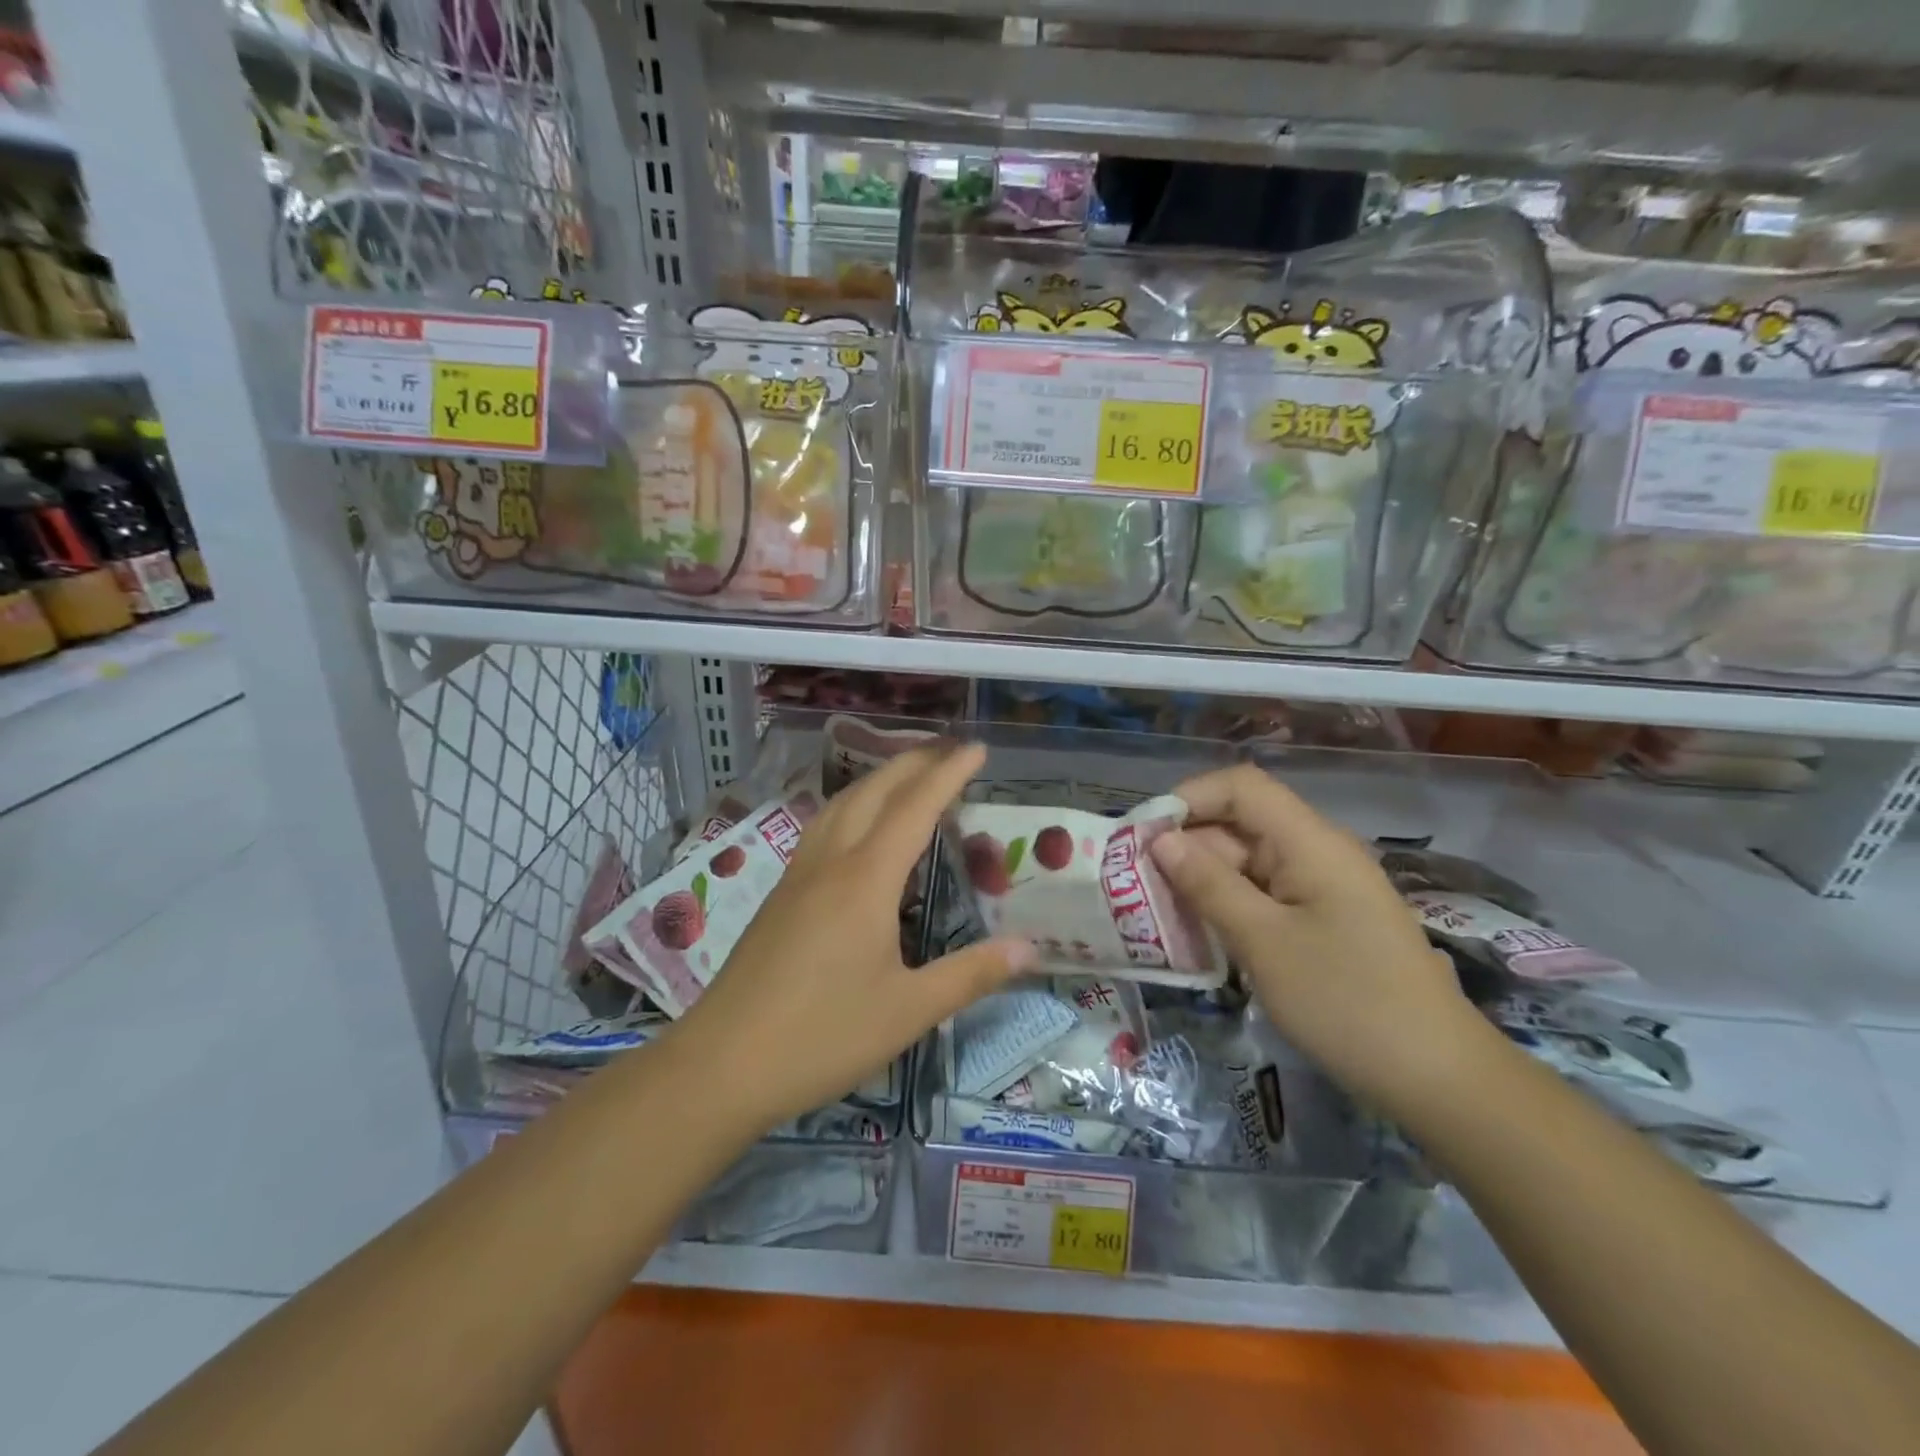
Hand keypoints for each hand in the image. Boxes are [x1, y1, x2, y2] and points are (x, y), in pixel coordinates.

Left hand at [674, 742, 1034, 1129]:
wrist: (721, 1064)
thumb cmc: (822, 1036)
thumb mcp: (908, 1011)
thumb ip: (971, 974)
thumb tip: (1029, 949)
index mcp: (866, 880)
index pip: (916, 807)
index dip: (949, 773)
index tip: (978, 748)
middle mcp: (831, 862)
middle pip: (873, 791)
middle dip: (913, 762)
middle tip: (949, 751)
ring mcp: (798, 875)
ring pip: (840, 804)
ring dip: (878, 779)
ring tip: (908, 776)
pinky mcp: (780, 895)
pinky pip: (822, 828)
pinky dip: (852, 806)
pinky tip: (857, 828)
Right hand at [1150, 763, 1490, 1114]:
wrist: (1438, 1078)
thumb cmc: (1347, 1002)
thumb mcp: (1263, 942)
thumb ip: (1208, 884)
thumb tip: (1160, 839)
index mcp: (1310, 842)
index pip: (1241, 787)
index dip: (1188, 798)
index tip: (1143, 837)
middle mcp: (1316, 852)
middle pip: (1240, 824)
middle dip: (1186, 847)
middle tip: (1137, 887)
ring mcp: (1322, 888)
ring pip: (1247, 862)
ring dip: (1202, 881)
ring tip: (1157, 913)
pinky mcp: (1323, 920)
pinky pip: (1264, 895)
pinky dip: (1228, 906)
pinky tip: (1200, 935)